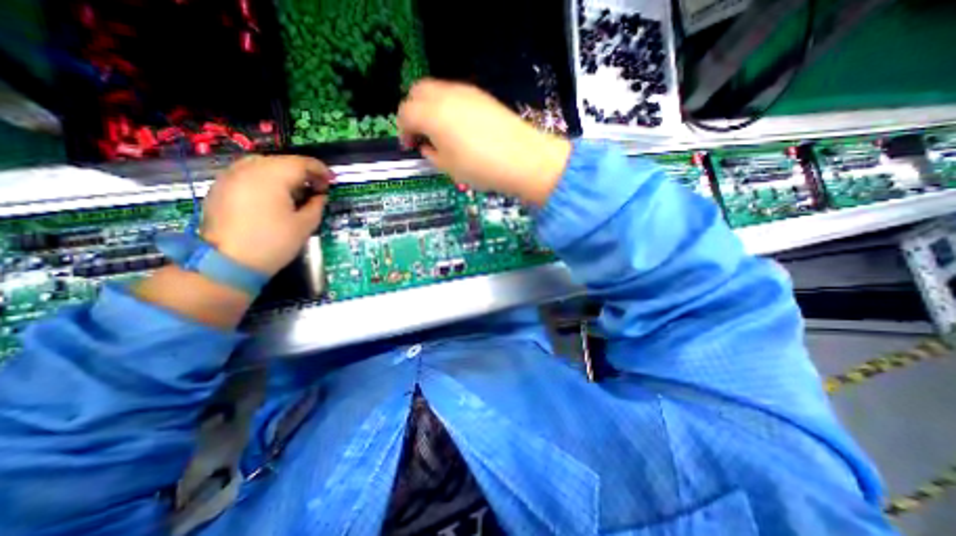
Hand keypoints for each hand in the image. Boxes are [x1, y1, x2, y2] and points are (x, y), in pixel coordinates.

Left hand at [196, 154, 332, 274]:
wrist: (228, 262)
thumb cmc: (274, 242)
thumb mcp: (305, 225)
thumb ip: (316, 205)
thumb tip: (320, 195)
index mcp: (272, 177)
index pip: (302, 163)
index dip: (321, 170)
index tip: (331, 182)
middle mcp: (249, 169)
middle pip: (283, 161)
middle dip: (303, 172)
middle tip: (316, 188)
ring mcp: (231, 176)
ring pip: (264, 164)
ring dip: (284, 173)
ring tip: (296, 191)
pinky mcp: (221, 186)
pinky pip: (249, 173)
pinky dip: (266, 178)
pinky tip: (274, 195)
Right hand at [398, 77, 570, 204]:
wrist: (523, 159)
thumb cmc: (481, 168)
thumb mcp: (449, 168)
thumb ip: (432, 154)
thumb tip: (427, 146)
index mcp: (432, 115)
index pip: (405, 113)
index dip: (402, 130)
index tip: (409, 145)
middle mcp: (445, 96)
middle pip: (417, 92)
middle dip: (413, 112)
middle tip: (420, 134)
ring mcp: (466, 92)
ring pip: (437, 90)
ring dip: (430, 107)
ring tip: (440, 132)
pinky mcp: (482, 95)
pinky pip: (455, 95)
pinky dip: (448, 106)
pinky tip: (458, 127)